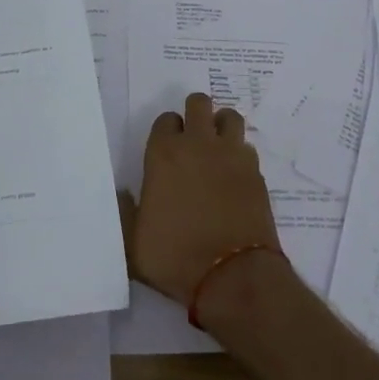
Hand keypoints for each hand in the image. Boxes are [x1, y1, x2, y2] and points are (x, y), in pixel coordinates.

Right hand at [123, 92, 281, 305]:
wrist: (231, 276)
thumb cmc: (175, 258)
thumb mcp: (133, 243)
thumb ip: (125, 212)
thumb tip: (122, 192)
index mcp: (164, 154)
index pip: (165, 119)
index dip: (167, 132)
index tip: (167, 150)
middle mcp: (197, 144)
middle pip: (198, 103)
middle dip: (195, 114)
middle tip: (193, 139)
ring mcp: (231, 154)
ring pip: (229, 116)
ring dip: (222, 126)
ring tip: (218, 148)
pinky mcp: (256, 171)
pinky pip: (247, 147)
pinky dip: (241, 155)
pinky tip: (236, 175)